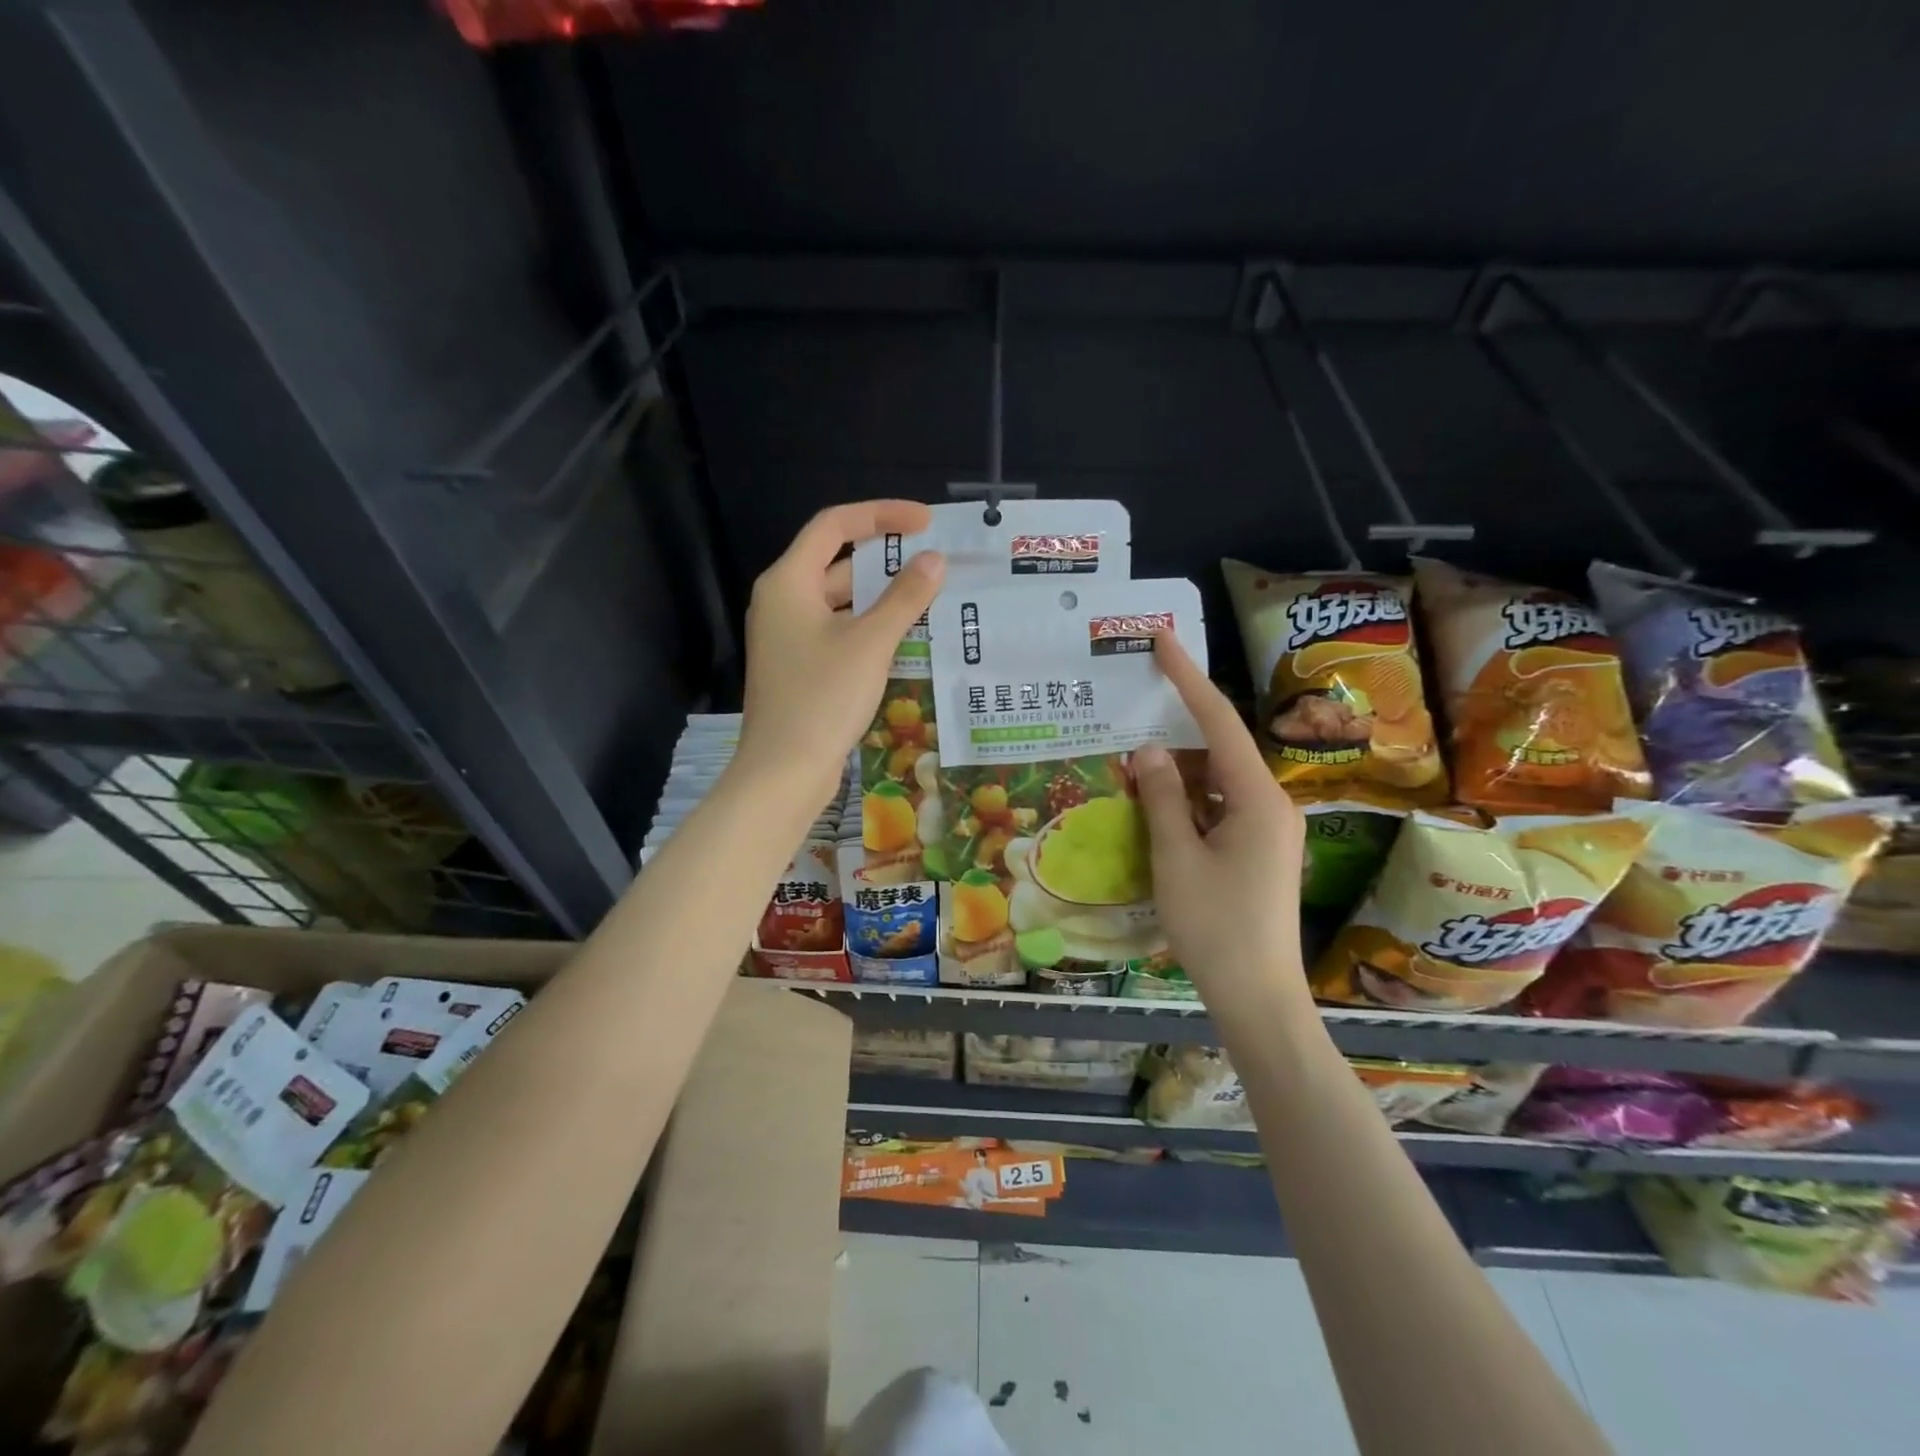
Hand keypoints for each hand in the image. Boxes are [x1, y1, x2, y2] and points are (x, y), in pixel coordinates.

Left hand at [734, 501, 945, 812]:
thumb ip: (904, 597)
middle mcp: (782, 601)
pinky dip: (870, 627)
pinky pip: (839, 631)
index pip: (834, 525)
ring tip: (931, 597)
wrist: (783, 772)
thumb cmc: (822, 698)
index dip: (881, 515)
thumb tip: (934, 560)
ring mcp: (789, 637)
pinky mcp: (800, 667)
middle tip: (935, 563)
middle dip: (886, 560)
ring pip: (840, 601)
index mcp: (788, 581)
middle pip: (837, 562)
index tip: (926, 522)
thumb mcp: (870, 642)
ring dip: (882, 597)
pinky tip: (907, 638)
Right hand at [1133, 634, 1308, 1003]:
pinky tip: (1156, 800)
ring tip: (1135, 752)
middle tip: (1137, 697)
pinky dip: (1188, 798)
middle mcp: (1270, 805)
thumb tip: (1146, 750)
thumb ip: (1162, 798)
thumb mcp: (1177, 858)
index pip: (1218, 723)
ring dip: (1179, 768)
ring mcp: (1266, 831)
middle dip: (1179, 723)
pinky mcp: (1257, 852)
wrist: (1258, 997)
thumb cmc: (1216, 926)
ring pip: (1217, 781)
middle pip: (1220, 748)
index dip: (1188, 678)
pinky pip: (1219, 808)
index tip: (1163, 641)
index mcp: (1257, 798)